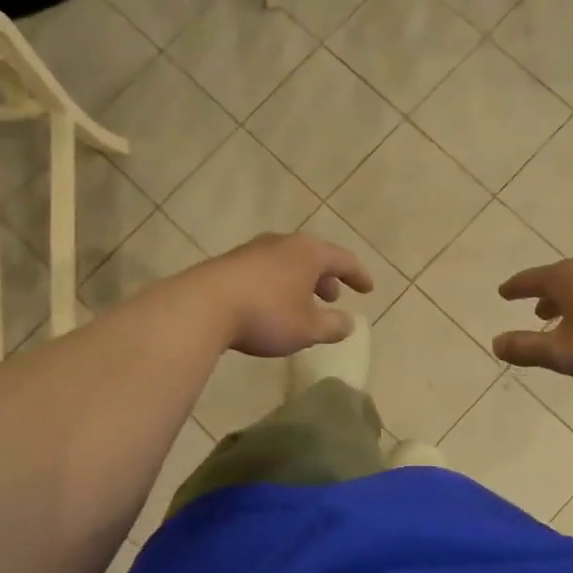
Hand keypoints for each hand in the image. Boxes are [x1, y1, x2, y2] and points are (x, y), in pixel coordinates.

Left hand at [182, 233, 373, 357]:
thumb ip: (333, 326)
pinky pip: (265, 271)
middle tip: (333, 297)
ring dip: (300, 282)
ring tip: (302, 303)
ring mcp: (253, 250)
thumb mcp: (307, 328)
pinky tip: (271, 305)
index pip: (343, 259)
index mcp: (308, 252)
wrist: (203, 306)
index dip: (358, 275)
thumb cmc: (266, 314)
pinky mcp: (229, 263)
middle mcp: (282, 243)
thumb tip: (349, 323)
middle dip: (326, 277)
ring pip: (287, 262)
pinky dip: (278, 284)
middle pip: (313, 256)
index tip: (368, 289)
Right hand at [492, 259, 572, 382]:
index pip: (532, 279)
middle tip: (535, 308)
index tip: (503, 292)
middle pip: (561, 279)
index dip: (516, 287)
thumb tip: (495, 343)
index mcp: (567, 280)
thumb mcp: (563, 352)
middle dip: (545, 294)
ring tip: (568, 317)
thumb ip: (527, 349)